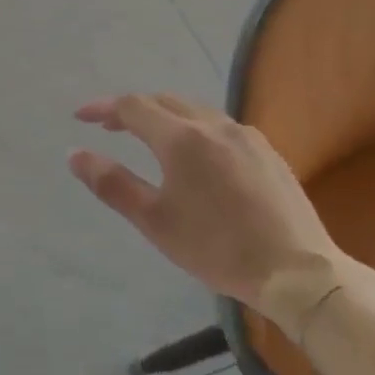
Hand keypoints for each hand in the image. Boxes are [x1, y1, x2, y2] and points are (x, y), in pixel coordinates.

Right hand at [70, 94, 341, 314]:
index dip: (102, 108)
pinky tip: (197, 155)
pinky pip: (220, 125)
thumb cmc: (218, 248)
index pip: (132, 106)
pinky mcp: (268, 151)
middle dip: (132, 109)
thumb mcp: (155, 221)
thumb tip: (74, 154)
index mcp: (181, 138)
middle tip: (110, 127)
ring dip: (165, 116)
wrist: (299, 273)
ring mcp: (245, 136)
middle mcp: (213, 125)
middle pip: (163, 101)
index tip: (81, 117)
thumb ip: (112, 183)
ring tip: (150, 137)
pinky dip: (194, 128)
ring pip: (194, 110)